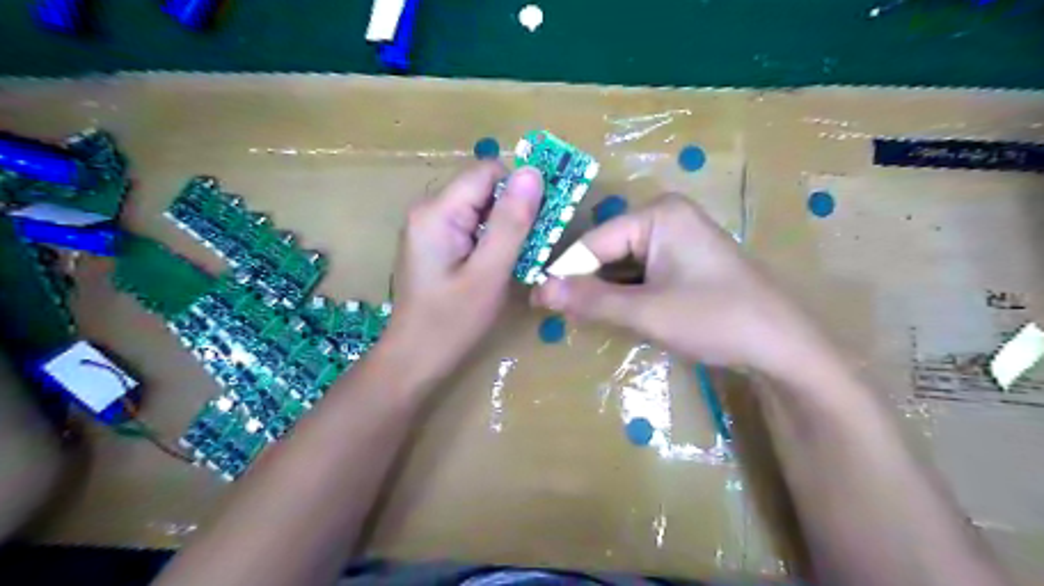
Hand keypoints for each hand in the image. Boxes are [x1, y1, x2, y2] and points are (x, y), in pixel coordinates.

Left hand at [382, 161, 546, 389]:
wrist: (413, 359)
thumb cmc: (451, 322)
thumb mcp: (489, 272)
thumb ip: (511, 222)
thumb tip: (533, 172)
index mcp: (437, 211)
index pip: (489, 172)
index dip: (520, 189)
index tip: (542, 219)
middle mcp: (428, 209)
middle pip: (483, 188)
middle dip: (513, 211)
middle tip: (532, 246)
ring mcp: (428, 226)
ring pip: (480, 208)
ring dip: (504, 227)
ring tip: (516, 260)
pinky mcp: (433, 242)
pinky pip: (470, 225)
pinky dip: (490, 239)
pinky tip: (497, 265)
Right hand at [535, 191, 828, 375]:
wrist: (782, 346)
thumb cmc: (715, 319)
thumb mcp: (647, 311)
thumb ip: (591, 300)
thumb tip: (538, 291)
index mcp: (657, 214)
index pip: (594, 241)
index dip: (563, 272)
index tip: (535, 299)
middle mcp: (665, 217)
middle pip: (608, 250)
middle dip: (584, 282)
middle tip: (551, 311)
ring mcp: (677, 238)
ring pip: (622, 264)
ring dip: (602, 290)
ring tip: (573, 315)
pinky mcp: (683, 261)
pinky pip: (641, 272)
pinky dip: (624, 293)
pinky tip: (609, 312)